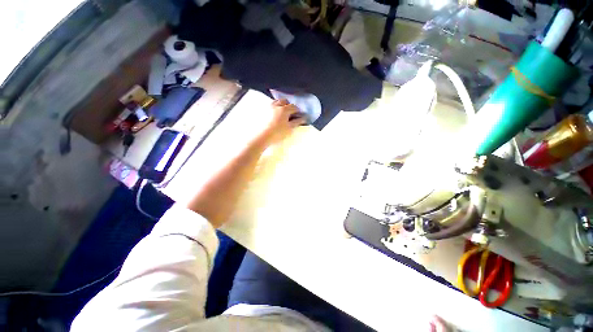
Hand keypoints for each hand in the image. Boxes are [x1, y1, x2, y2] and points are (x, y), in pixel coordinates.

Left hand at [256, 99, 306, 145]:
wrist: (263, 136)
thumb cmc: (278, 133)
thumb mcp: (290, 128)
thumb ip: (297, 122)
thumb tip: (304, 118)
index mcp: (284, 109)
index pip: (294, 107)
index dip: (298, 111)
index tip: (299, 115)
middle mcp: (276, 105)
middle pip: (284, 101)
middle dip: (289, 105)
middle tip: (291, 113)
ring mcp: (268, 107)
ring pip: (276, 102)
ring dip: (281, 104)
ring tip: (282, 112)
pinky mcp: (262, 111)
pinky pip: (270, 106)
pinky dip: (274, 107)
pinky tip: (274, 114)